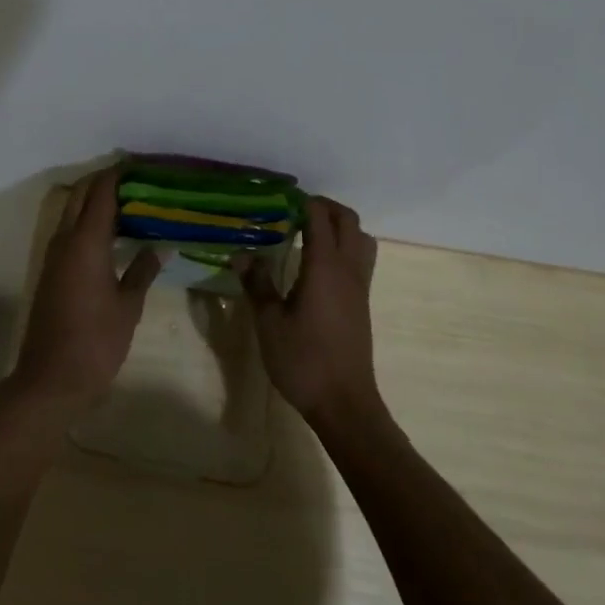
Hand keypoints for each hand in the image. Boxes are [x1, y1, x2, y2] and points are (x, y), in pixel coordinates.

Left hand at [10, 169, 160, 407]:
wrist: (51, 379)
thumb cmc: (96, 342)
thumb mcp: (128, 307)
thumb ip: (143, 271)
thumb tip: (160, 246)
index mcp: (86, 243)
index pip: (101, 193)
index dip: (119, 175)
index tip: (141, 165)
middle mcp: (65, 241)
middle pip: (81, 195)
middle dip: (105, 182)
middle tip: (137, 181)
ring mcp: (54, 256)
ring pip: (72, 212)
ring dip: (94, 201)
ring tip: (129, 202)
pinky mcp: (51, 271)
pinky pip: (69, 232)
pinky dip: (88, 222)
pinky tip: (111, 234)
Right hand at [239, 197, 381, 430]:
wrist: (345, 404)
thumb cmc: (303, 360)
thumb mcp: (269, 322)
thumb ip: (257, 283)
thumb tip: (242, 253)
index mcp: (325, 266)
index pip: (320, 217)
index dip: (302, 202)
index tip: (279, 200)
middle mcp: (348, 269)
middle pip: (348, 220)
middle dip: (325, 207)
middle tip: (295, 211)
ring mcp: (360, 287)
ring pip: (361, 239)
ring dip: (341, 227)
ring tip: (310, 234)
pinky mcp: (362, 303)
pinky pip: (361, 259)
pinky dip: (345, 247)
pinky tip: (318, 266)